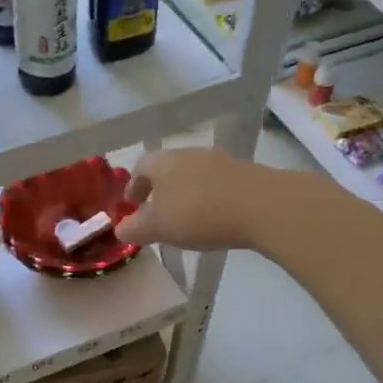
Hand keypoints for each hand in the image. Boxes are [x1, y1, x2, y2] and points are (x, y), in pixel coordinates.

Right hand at [116, 148, 291, 251]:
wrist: (262, 206)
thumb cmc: (198, 213)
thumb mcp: (158, 227)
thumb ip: (135, 229)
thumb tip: (120, 229)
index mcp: (162, 161)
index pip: (140, 167)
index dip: (133, 186)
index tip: (132, 205)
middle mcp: (189, 154)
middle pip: (167, 169)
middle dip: (159, 190)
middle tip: (157, 214)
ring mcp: (219, 160)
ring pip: (193, 175)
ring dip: (185, 194)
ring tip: (186, 219)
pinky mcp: (244, 173)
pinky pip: (217, 184)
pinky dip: (209, 198)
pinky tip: (214, 218)